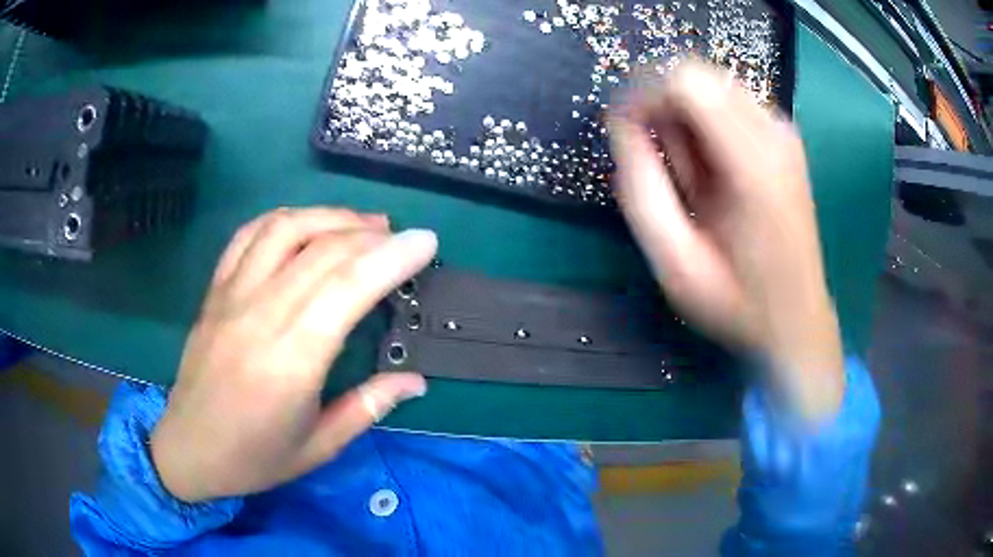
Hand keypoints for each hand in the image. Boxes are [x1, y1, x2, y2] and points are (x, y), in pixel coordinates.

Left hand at [151, 207, 436, 501]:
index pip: (347, 287)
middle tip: (404, 238)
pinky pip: (249, 235)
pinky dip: (284, 218)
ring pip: (285, 229)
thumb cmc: (256, 457)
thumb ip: (369, 407)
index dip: (392, 257)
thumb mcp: (320, 447)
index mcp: (291, 360)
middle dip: (373, 235)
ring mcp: (231, 295)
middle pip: (323, 251)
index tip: (427, 242)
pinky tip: (308, 224)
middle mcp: (259, 314)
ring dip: (331, 216)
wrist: (189, 449)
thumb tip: (416, 381)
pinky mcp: (215, 290)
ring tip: (365, 225)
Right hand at [609, 61, 843, 421]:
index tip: (629, 140)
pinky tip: (714, 173)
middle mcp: (774, 133)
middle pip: (696, 75)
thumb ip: (641, 189)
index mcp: (754, 166)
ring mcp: (783, 131)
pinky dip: (705, 127)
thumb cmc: (738, 302)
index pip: (685, 82)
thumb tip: (623, 125)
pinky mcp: (783, 137)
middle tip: (665, 168)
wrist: (797, 319)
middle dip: (664, 111)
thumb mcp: (675, 263)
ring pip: (709, 86)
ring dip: (685, 121)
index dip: (643, 98)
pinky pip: (726, 103)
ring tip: (693, 179)